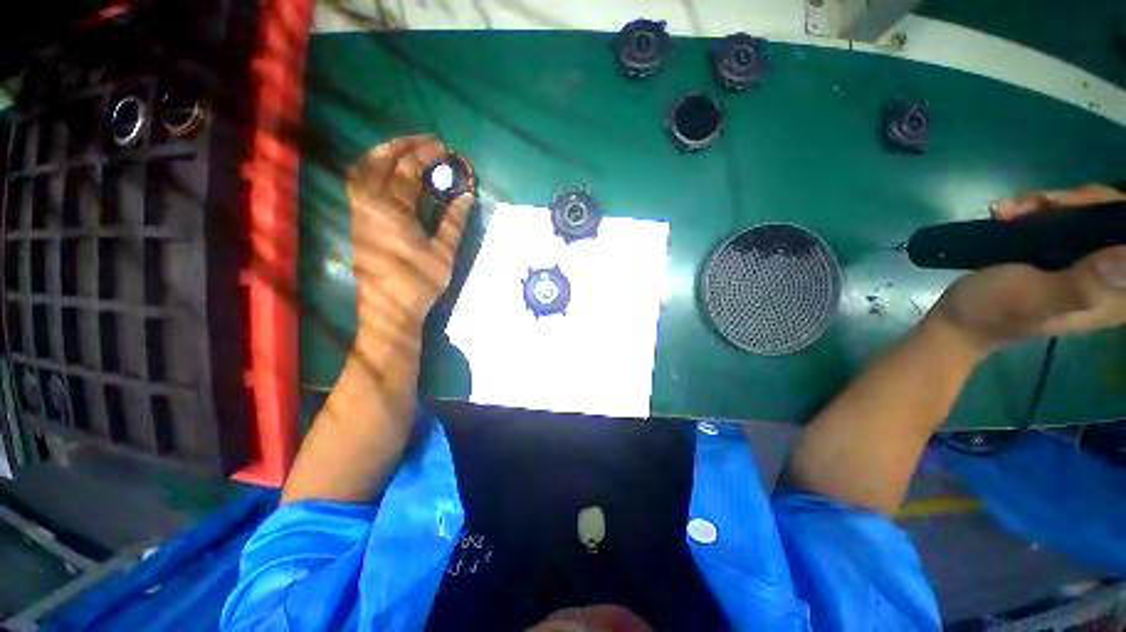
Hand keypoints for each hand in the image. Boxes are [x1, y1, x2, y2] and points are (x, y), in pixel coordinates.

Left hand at [346, 136, 472, 333]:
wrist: (389, 308)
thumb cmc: (419, 282)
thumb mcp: (443, 253)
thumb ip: (454, 222)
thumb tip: (467, 196)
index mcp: (394, 212)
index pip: (409, 172)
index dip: (426, 156)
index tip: (443, 148)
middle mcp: (370, 205)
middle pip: (381, 162)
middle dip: (403, 145)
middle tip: (424, 141)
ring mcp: (358, 212)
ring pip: (362, 169)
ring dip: (383, 154)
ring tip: (403, 150)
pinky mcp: (356, 221)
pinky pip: (357, 184)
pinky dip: (371, 169)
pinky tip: (386, 173)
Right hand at [933, 184, 1125, 351]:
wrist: (958, 318)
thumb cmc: (994, 311)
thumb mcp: (1035, 299)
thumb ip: (1084, 285)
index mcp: (1117, 294)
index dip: (1112, 212)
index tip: (1077, 204)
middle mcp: (1113, 278)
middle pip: (1114, 220)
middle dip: (1078, 203)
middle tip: (1040, 204)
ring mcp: (1088, 265)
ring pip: (1090, 213)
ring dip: (1051, 204)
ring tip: (1012, 212)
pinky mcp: (1065, 256)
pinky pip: (1067, 219)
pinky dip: (1039, 209)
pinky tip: (1009, 214)